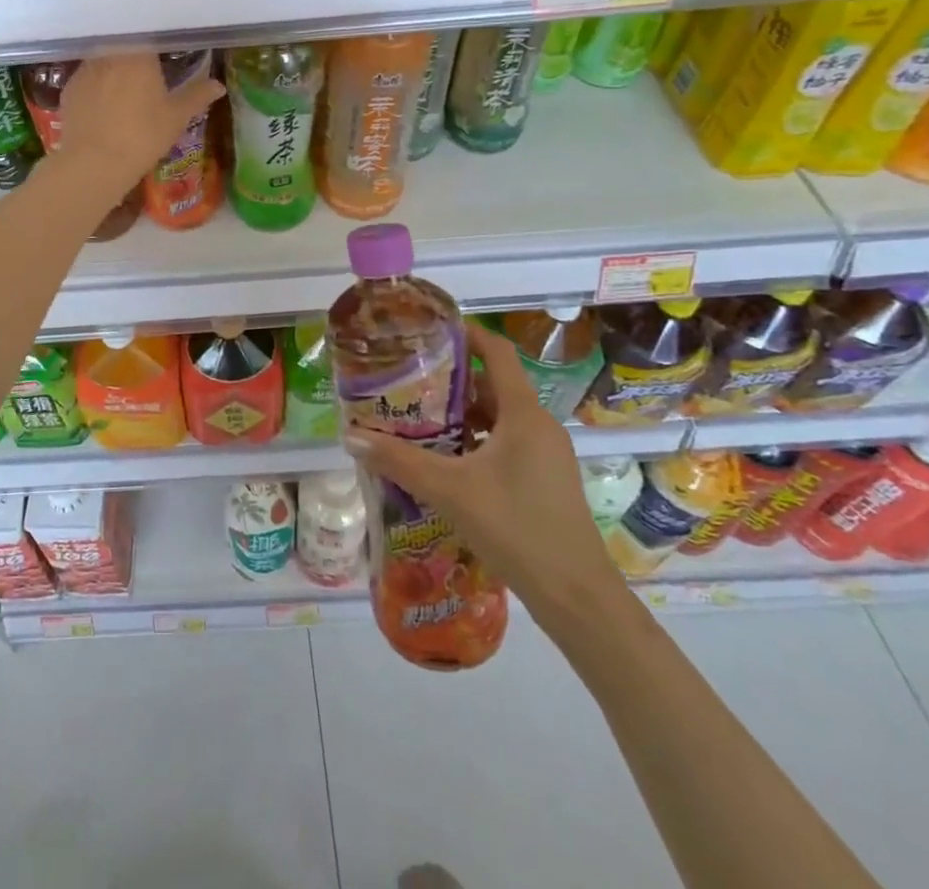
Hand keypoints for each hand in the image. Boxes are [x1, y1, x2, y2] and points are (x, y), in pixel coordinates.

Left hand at [57, 52, 224, 193]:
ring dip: (113, 69)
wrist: (95, 162)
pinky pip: (86, 79)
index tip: (162, 53)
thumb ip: (197, 95)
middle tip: (145, 73)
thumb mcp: (176, 117)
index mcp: (139, 53)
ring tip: (122, 89)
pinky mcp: (68, 88)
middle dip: (133, 56)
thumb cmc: (143, 135)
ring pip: (103, 60)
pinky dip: (95, 86)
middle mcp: (109, 53)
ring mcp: (85, 69)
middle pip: (123, 45)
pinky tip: (101, 105)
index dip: (155, 43)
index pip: (147, 35)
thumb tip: (218, 84)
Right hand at [344, 321, 628, 623]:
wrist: (577, 598)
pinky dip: (476, 441)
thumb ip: (399, 460)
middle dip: (451, 380)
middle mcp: (539, 425)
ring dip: (461, 414)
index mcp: (524, 413)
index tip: (429, 331)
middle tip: (408, 381)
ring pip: (499, 418)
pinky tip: (445, 462)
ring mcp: (546, 455)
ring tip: (418, 420)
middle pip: (493, 385)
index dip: (466, 335)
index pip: (497, 353)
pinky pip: (506, 444)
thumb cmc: (516, 528)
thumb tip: (351, 436)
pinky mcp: (546, 480)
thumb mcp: (449, 490)